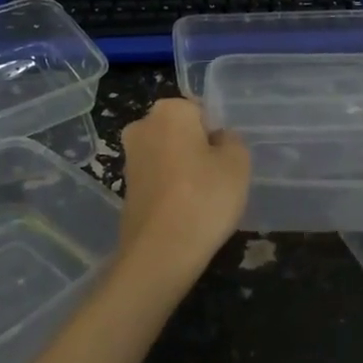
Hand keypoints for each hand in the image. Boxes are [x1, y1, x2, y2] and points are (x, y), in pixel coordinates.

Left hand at [113, 98, 251, 290]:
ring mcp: (130, 158)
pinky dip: (170, 190)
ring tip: (203, 200)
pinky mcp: (125, 187)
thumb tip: (218, 140)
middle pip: (181, 132)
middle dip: (198, 149)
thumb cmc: (204, 197)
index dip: (217, 135)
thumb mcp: (238, 163)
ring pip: (168, 155)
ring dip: (184, 170)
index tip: (225, 161)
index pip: (202, 112)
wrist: (161, 251)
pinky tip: (185, 212)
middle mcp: (142, 126)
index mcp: (169, 110)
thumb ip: (232, 141)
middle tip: (218, 179)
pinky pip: (158, 179)